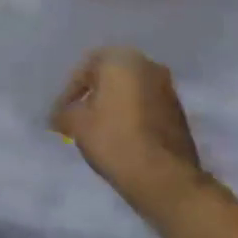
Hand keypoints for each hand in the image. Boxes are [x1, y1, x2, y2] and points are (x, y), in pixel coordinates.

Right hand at [51, 47, 204, 220]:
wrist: (165, 178)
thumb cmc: (115, 140)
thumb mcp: (77, 125)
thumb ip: (64, 113)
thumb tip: (58, 116)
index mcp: (122, 59)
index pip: (86, 67)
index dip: (69, 92)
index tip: (60, 115)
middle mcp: (148, 65)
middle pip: (110, 77)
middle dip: (93, 96)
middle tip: (77, 118)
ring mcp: (168, 89)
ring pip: (130, 92)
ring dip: (114, 106)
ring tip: (98, 130)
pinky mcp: (179, 113)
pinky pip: (146, 107)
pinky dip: (131, 117)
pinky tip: (120, 138)